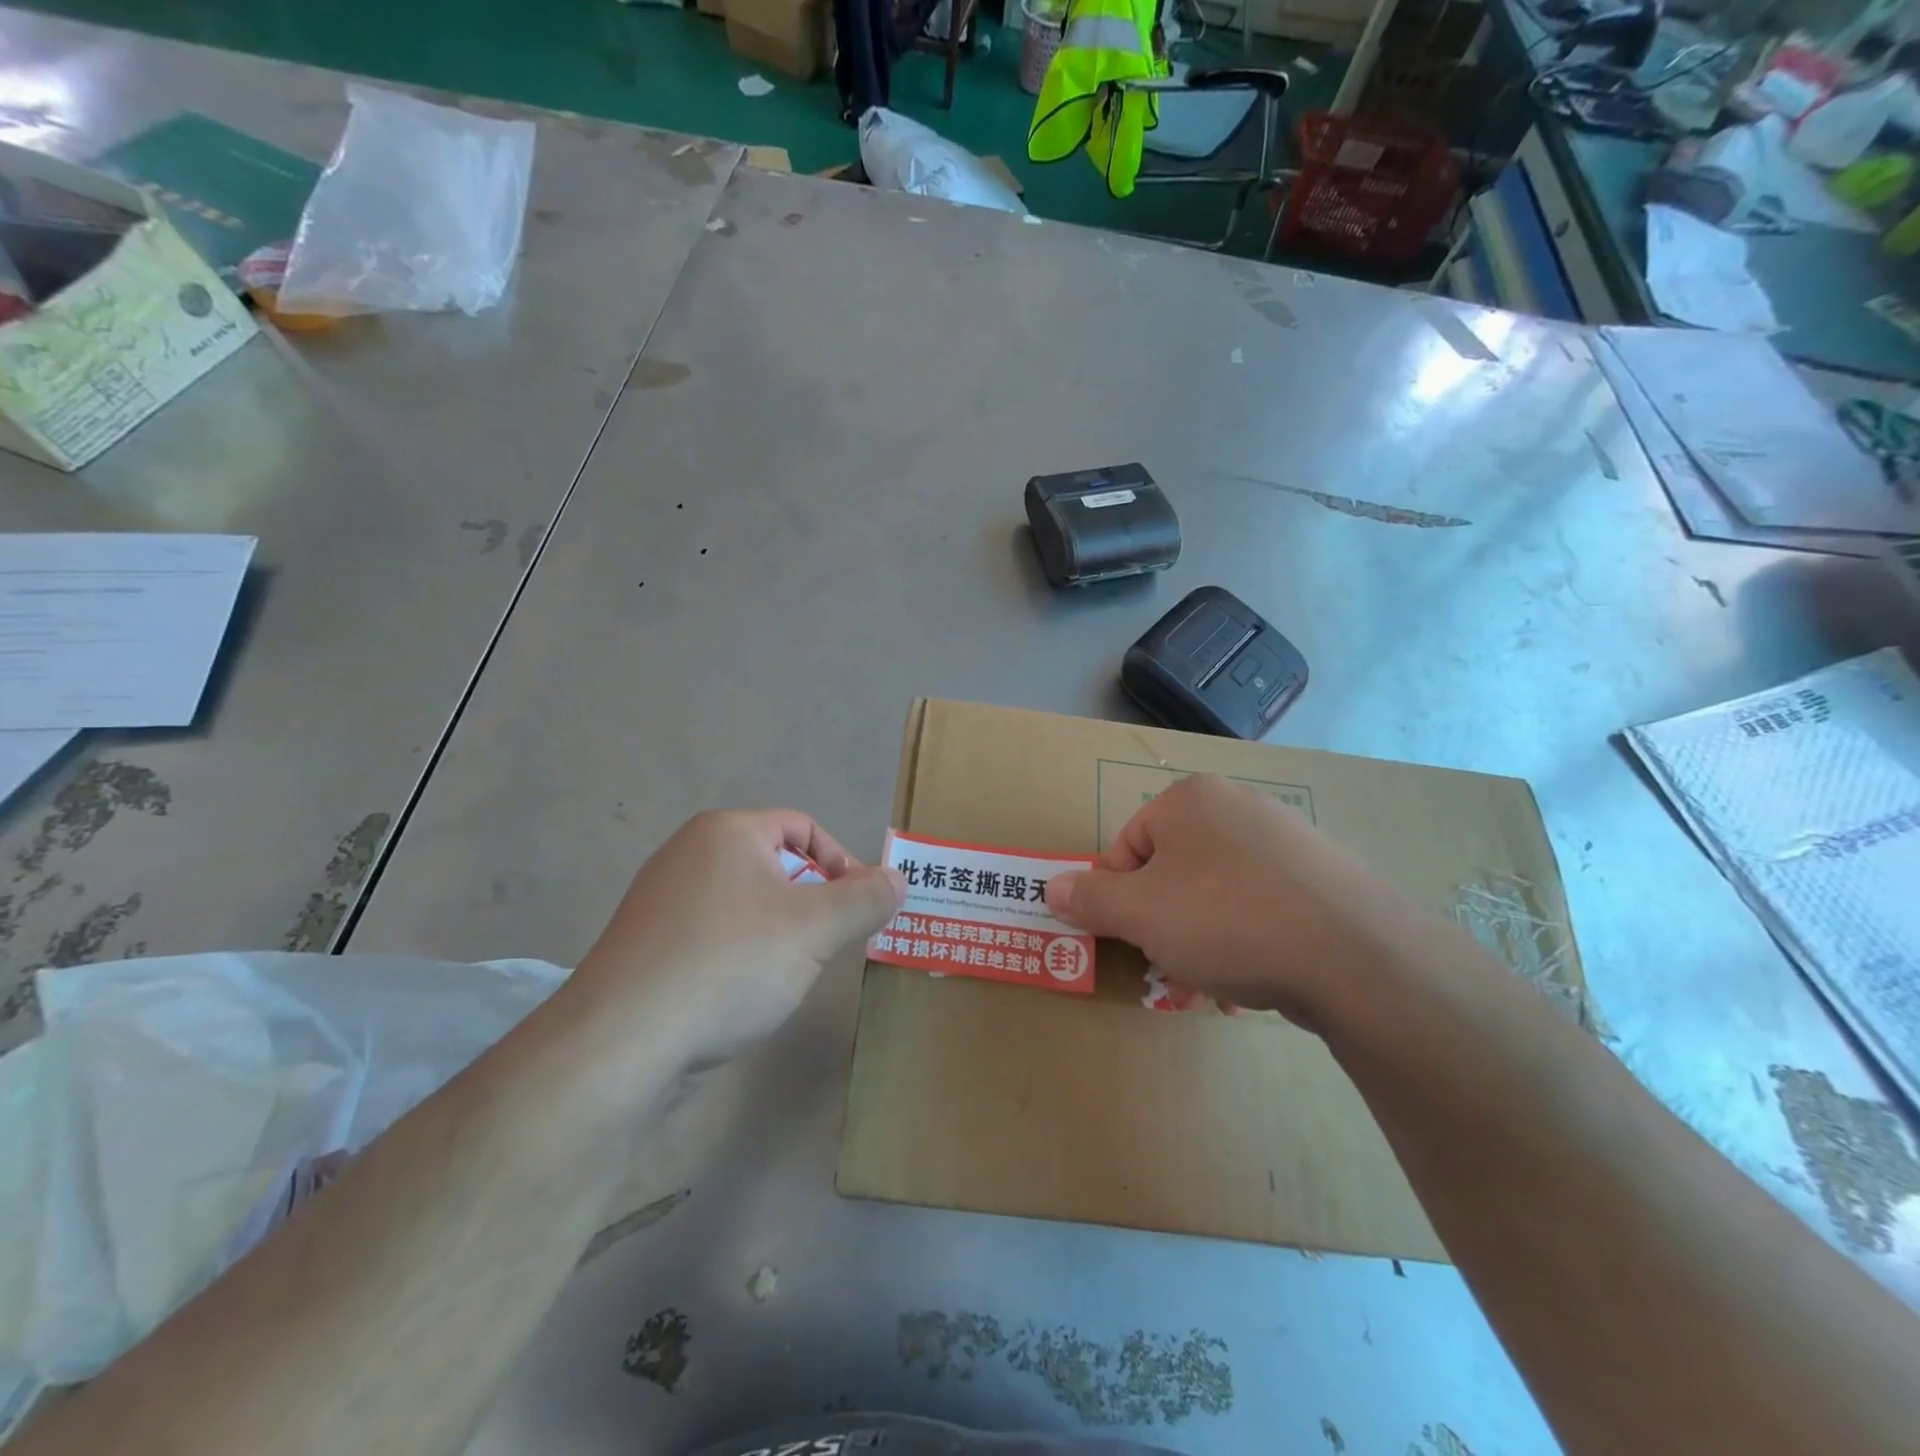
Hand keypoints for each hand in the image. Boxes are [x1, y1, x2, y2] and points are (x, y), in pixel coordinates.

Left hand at [569, 810, 903, 1071]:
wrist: (620, 1043)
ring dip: (779, 931)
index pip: (803, 827)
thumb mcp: (815, 930)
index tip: (859, 908)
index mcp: (727, 831)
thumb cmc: (729, 964)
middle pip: (775, 863)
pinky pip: (713, 934)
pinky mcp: (647, 946)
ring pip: (745, 902)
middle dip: (812, 901)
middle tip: (828, 944)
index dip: (842, 862)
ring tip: (789, 973)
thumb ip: (865, 900)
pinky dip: (740, 954)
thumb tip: (899, 879)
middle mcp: (689, 853)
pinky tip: (742, 994)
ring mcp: (661, 900)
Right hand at [1044, 776, 1429, 1027]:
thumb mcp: (1139, 913)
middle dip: (1161, 929)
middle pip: (1173, 873)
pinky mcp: (1323, 878)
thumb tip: (1050, 887)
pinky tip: (1252, 983)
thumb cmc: (1226, 920)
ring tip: (1211, 987)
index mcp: (1189, 800)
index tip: (1126, 941)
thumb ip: (1089, 899)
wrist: (1356, 954)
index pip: (1126, 847)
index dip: (1116, 899)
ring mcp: (1287, 841)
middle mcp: (1238, 807)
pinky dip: (1246, 943)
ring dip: (1200, 944)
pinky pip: (1261, 908)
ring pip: (1216, 896)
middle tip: (1167, 972)